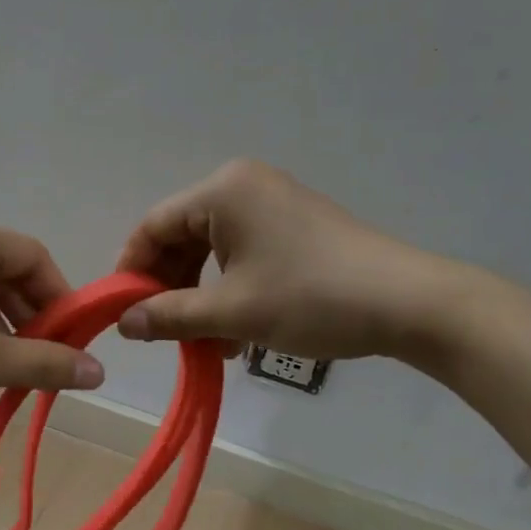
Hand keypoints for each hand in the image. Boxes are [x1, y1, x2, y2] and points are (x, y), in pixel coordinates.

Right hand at [115, 159, 460, 361]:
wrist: (407, 303)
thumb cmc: (310, 298)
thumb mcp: (231, 312)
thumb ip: (169, 315)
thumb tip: (123, 323)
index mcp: (222, 191)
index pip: (153, 225)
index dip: (132, 269)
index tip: (122, 313)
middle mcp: (243, 186)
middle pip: (181, 236)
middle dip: (169, 287)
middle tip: (162, 332)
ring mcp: (273, 204)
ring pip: (212, 250)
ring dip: (200, 296)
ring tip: (203, 342)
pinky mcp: (295, 225)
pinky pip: (242, 254)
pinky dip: (230, 290)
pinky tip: (235, 332)